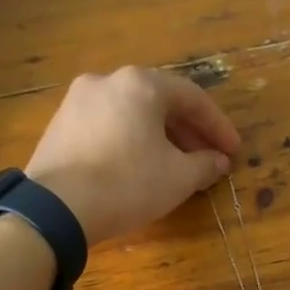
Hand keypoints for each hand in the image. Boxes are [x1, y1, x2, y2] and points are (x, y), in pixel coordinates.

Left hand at [25, 66, 241, 243]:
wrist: (56, 208)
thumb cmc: (127, 184)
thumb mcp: (178, 178)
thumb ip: (205, 165)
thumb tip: (218, 161)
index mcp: (141, 84)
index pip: (192, 98)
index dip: (218, 127)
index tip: (233, 151)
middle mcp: (107, 81)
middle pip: (160, 102)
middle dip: (188, 131)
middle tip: (207, 158)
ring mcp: (77, 101)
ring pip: (132, 114)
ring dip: (160, 137)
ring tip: (176, 166)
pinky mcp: (59, 126)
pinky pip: (108, 127)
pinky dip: (131, 142)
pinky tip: (139, 168)